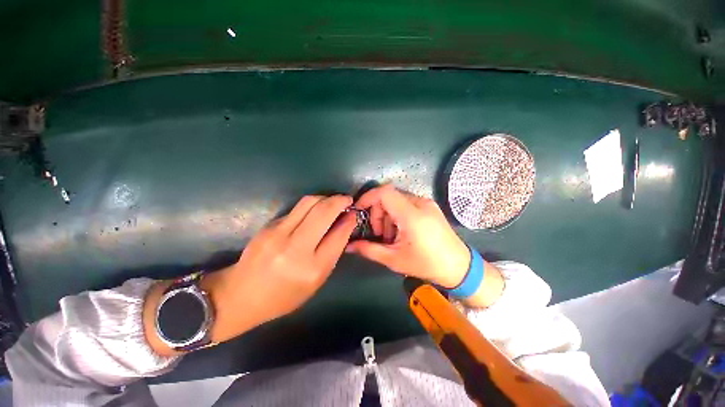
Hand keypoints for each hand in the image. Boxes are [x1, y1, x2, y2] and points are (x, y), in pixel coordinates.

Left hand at [144, 195, 356, 354]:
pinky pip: (297, 209)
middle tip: (347, 200)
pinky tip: (314, 211)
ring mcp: (278, 233)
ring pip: (309, 202)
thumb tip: (345, 225)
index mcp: (312, 268)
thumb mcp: (316, 280)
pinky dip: (311, 206)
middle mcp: (295, 248)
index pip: (338, 234)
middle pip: (323, 211)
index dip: (349, 220)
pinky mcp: (269, 225)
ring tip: (332, 202)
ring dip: (325, 198)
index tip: (354, 212)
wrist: (241, 295)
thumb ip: (333, 251)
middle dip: (339, 201)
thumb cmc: (284, 295)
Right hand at [347, 185, 470, 287]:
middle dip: (377, 212)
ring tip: (391, 236)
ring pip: (397, 199)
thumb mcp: (394, 260)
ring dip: (387, 214)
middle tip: (379, 233)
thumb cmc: (426, 264)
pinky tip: (401, 231)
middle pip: (389, 196)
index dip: (367, 198)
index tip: (359, 211)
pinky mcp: (430, 207)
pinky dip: (397, 214)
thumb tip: (349, 245)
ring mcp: (427, 203)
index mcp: (412, 215)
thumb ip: (369, 250)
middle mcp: (420, 203)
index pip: (384, 192)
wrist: (459, 267)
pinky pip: (407, 203)